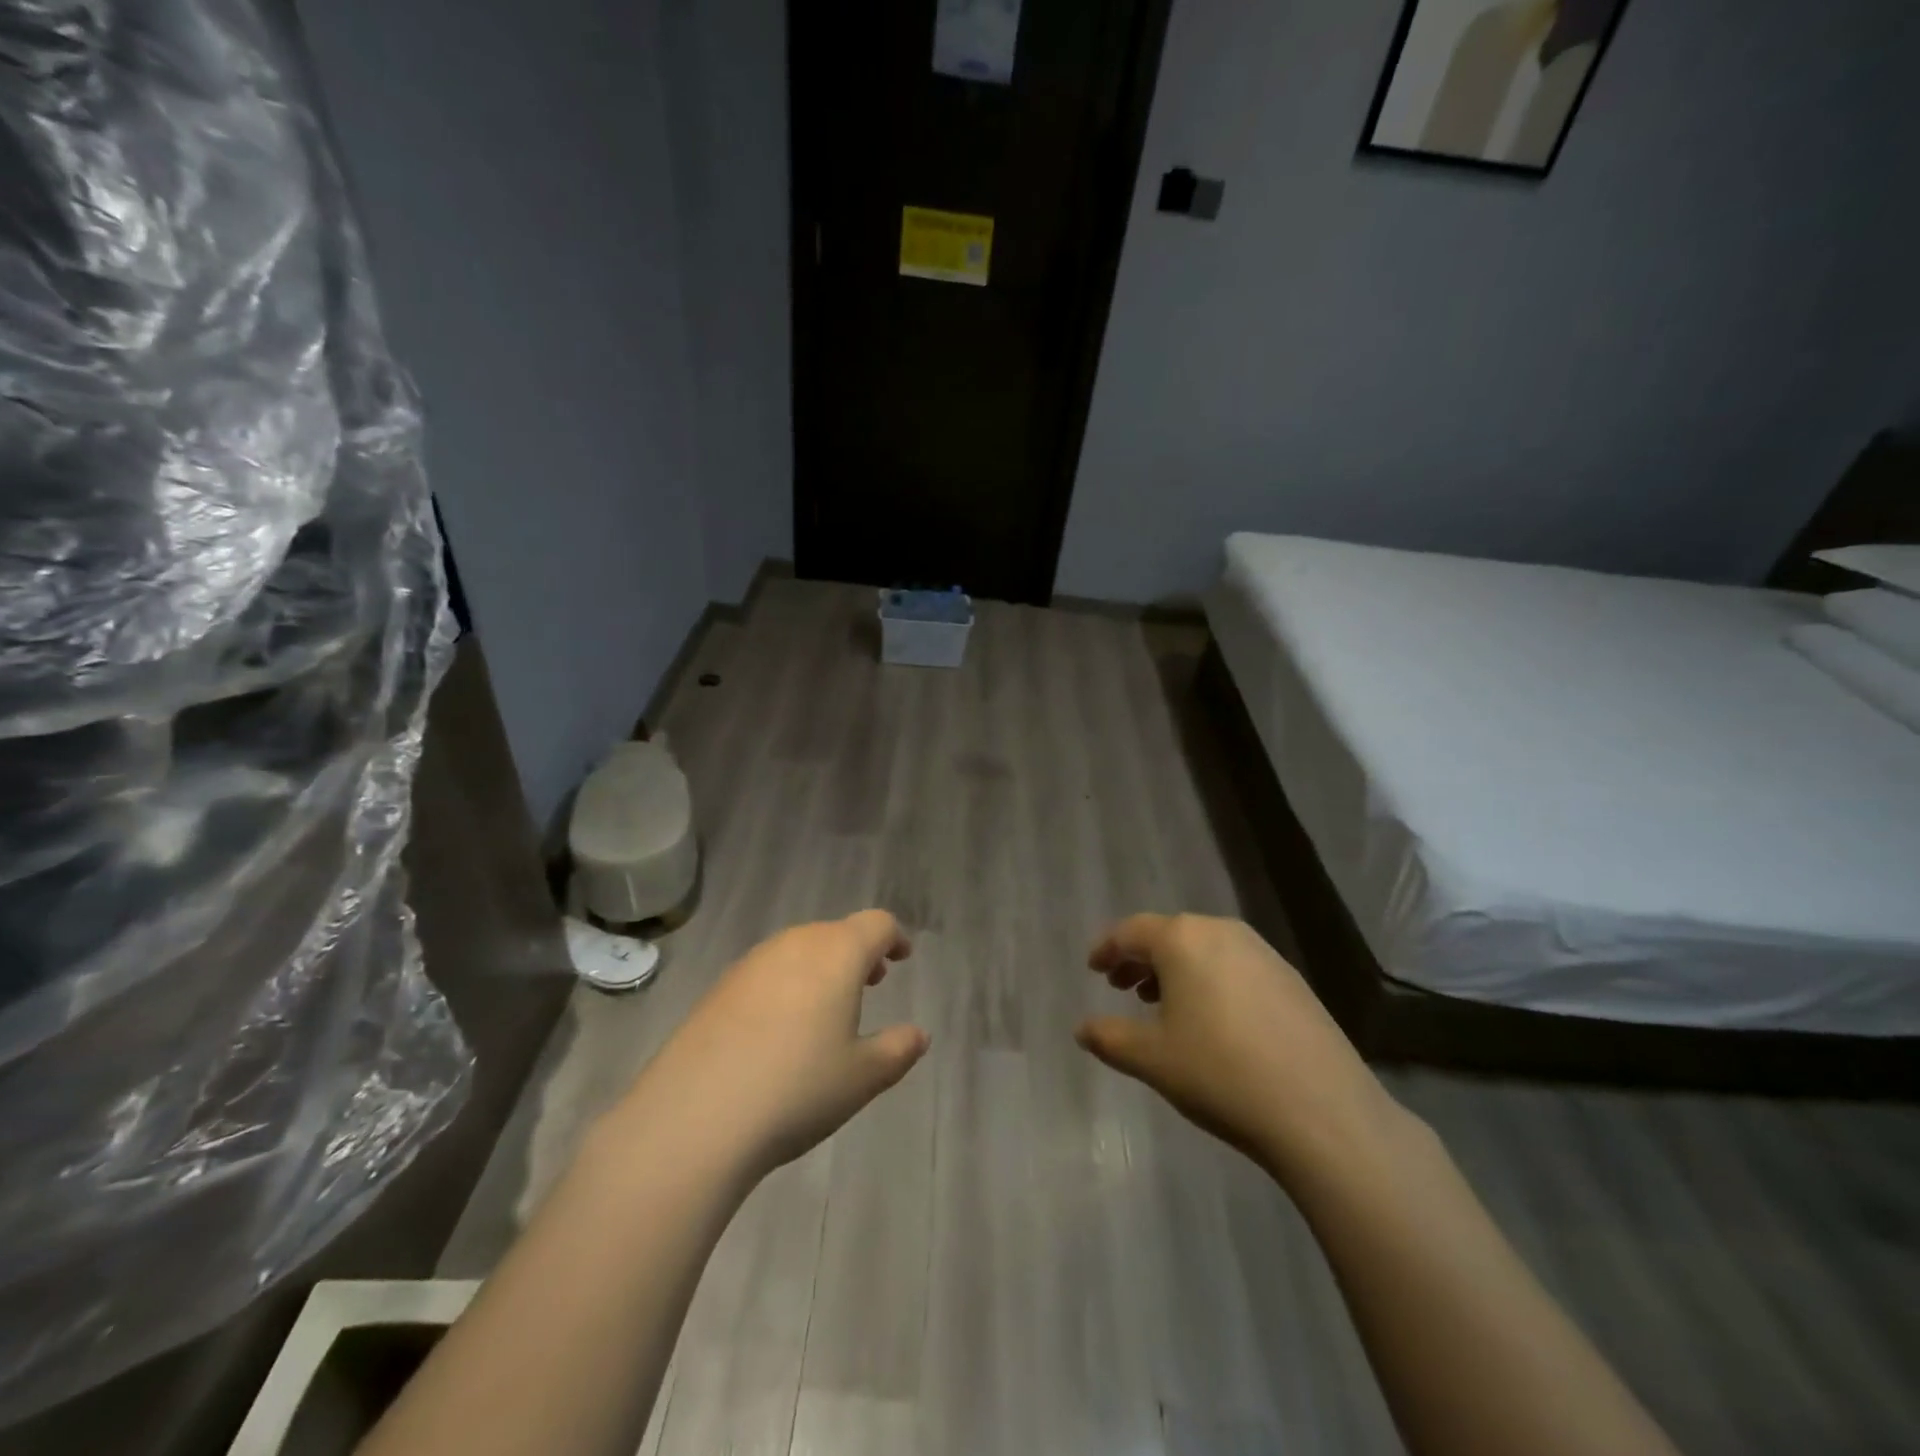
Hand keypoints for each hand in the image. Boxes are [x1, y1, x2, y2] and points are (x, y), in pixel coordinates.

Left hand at [621, 911, 929, 1181]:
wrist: (694, 1118)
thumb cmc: (796, 1089)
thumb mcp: (862, 1077)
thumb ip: (898, 1049)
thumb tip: (919, 1034)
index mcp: (836, 954)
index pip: (876, 924)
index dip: (894, 937)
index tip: (902, 958)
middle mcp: (794, 944)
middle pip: (835, 933)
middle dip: (858, 953)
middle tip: (872, 983)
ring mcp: (751, 963)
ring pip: (798, 950)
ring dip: (821, 967)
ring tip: (827, 1007)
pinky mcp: (718, 988)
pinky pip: (766, 972)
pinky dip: (786, 984)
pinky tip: (779, 1029)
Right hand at [1076, 914, 1396, 1180]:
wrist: (1322, 1112)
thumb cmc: (1220, 1074)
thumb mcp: (1152, 1059)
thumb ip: (1109, 1038)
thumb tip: (1082, 1029)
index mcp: (1183, 940)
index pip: (1131, 931)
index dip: (1107, 949)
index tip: (1093, 969)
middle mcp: (1222, 932)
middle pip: (1169, 935)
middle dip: (1141, 959)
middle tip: (1121, 988)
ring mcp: (1262, 953)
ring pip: (1204, 949)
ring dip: (1176, 970)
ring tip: (1162, 1005)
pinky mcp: (1291, 979)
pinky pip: (1234, 966)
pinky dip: (1210, 980)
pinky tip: (1212, 1020)